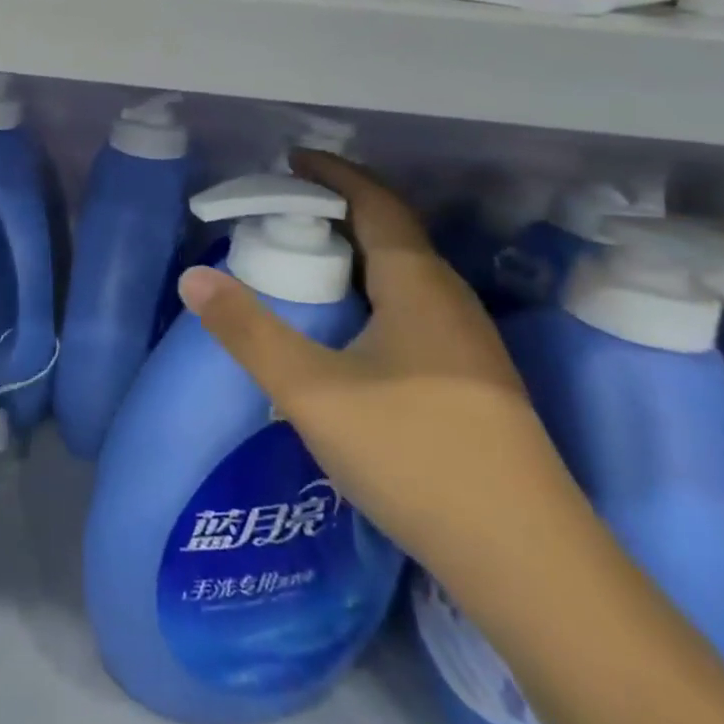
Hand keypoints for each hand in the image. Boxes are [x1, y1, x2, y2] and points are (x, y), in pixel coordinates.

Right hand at [175, 150, 582, 585]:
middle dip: (342, 211)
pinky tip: (352, 332)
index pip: (377, 206)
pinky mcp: (474, 385)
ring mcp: (470, 347)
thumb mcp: (312, 391)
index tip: (294, 160)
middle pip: (395, 235)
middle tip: (287, 211)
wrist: (530, 563)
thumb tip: (193, 277)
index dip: (336, 176)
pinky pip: (415, 310)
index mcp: (418, 287)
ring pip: (408, 277)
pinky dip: (375, 293)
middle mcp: (451, 304)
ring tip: (312, 264)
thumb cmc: (415, 455)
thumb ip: (248, 331)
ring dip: (361, 255)